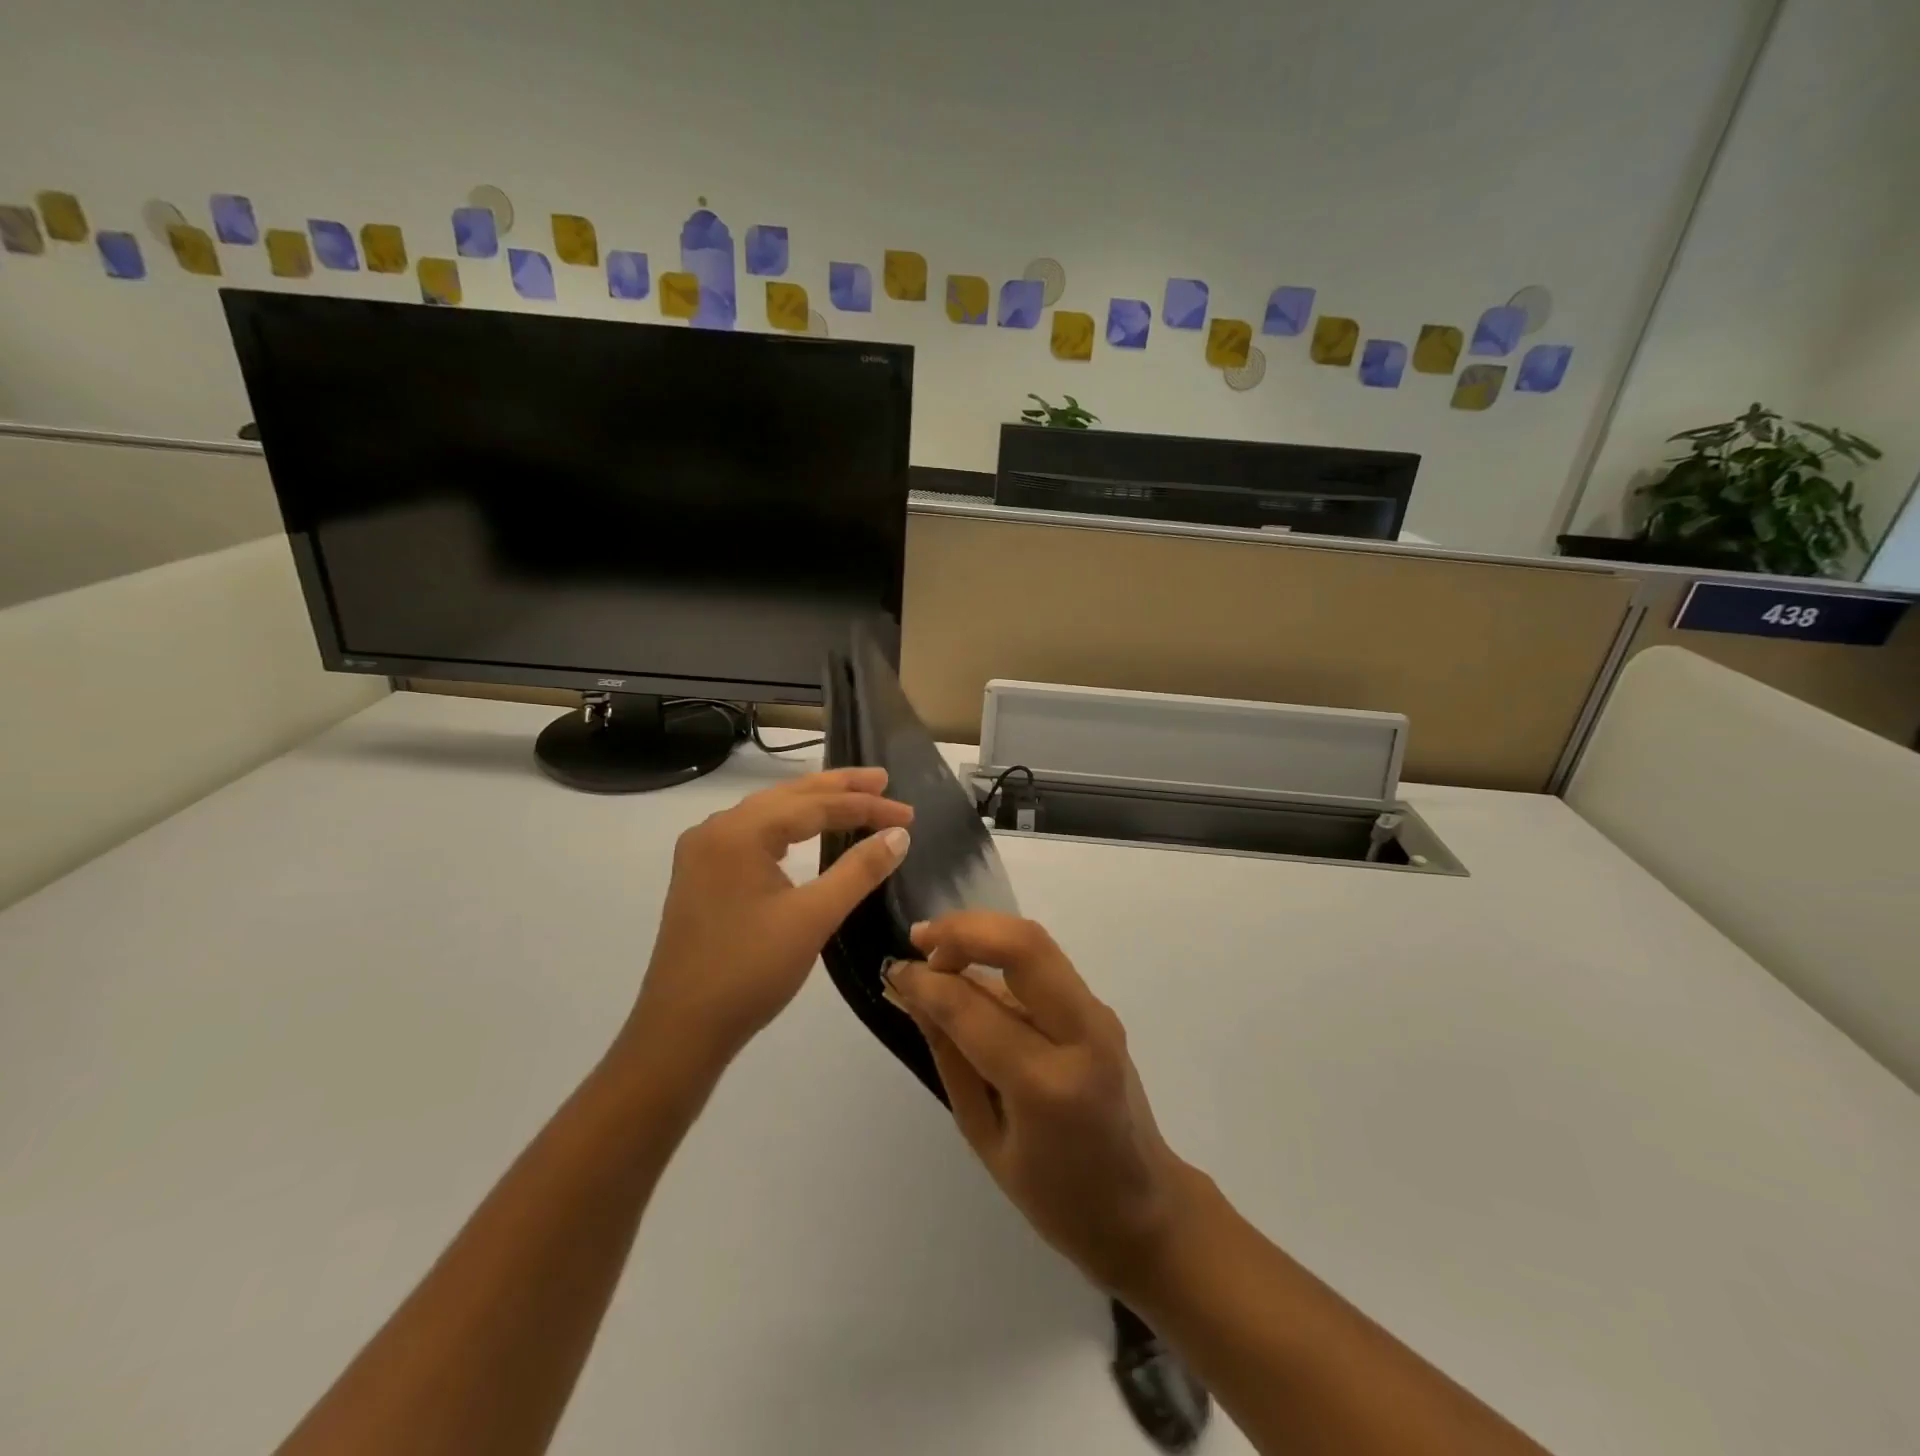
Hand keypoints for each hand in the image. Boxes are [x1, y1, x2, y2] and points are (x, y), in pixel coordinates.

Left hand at [625, 768, 912, 1073]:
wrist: (680, 1032)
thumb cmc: (749, 971)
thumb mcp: (812, 918)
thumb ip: (858, 870)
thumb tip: (899, 834)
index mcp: (737, 832)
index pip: (814, 805)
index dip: (865, 806)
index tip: (908, 813)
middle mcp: (715, 830)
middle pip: (787, 797)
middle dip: (839, 789)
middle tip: (883, 781)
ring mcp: (703, 853)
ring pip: (769, 814)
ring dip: (813, 805)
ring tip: (855, 798)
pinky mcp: (701, 876)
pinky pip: (753, 835)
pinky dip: (789, 827)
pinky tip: (807, 831)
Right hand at [885, 914, 1200, 1297]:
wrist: (1144, 1209)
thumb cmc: (1056, 1196)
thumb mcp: (985, 1138)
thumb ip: (951, 1058)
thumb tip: (916, 996)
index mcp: (1047, 1084)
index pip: (974, 1008)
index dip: (927, 983)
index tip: (896, 972)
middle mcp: (1081, 1033)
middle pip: (1022, 945)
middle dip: (963, 931)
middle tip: (920, 941)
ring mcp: (1098, 1014)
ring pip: (1036, 943)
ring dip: (983, 933)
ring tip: (937, 947)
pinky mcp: (1100, 1008)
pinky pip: (1045, 964)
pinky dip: (1002, 953)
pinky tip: (971, 969)